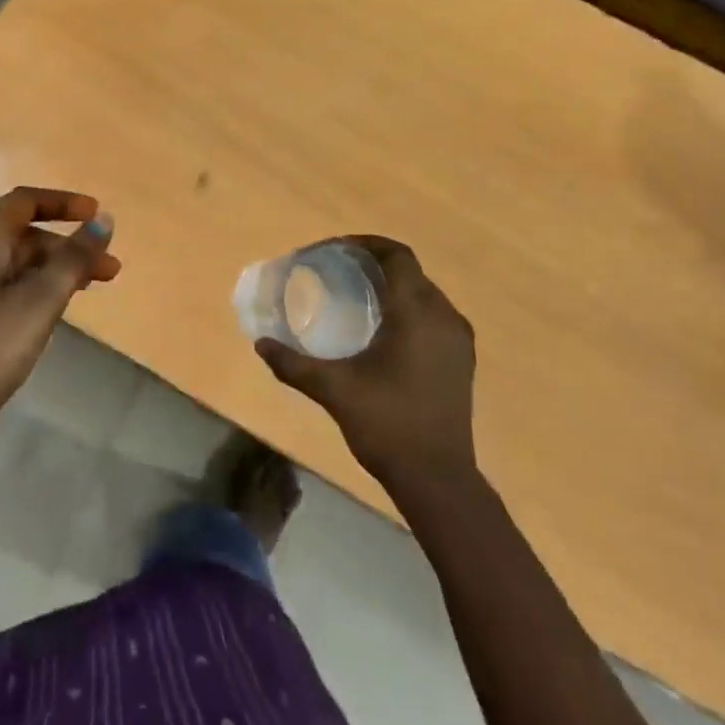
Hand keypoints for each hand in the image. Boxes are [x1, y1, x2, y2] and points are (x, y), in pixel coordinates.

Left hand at [0, 187, 121, 460]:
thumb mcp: (36, 305)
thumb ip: (72, 261)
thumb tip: (103, 221)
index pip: (24, 202)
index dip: (63, 203)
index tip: (97, 216)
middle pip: (20, 236)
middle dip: (67, 248)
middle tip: (109, 272)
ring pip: (9, 266)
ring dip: (50, 273)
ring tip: (84, 295)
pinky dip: (27, 293)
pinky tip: (43, 321)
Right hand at [255, 237, 476, 488]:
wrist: (438, 479)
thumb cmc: (387, 425)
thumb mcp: (334, 390)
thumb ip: (294, 364)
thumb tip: (261, 345)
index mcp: (416, 312)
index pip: (396, 255)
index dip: (366, 244)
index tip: (336, 250)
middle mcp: (443, 316)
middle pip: (410, 270)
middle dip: (375, 262)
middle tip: (340, 270)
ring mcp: (458, 338)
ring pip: (424, 291)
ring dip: (394, 284)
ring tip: (359, 295)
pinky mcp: (463, 359)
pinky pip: (435, 314)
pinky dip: (410, 307)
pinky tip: (385, 328)